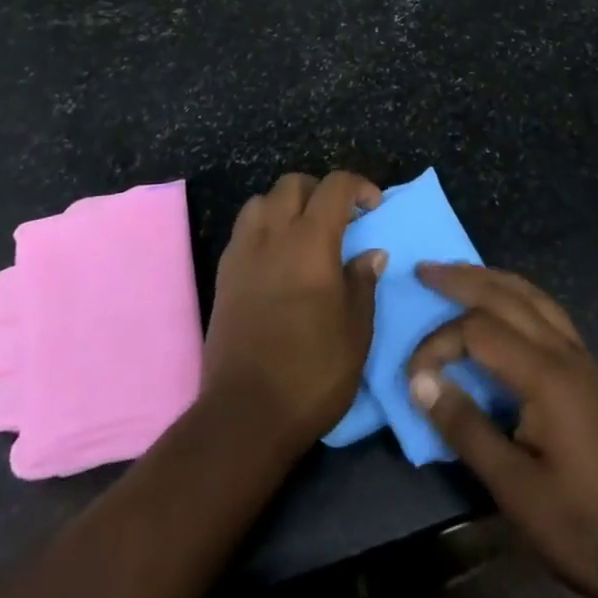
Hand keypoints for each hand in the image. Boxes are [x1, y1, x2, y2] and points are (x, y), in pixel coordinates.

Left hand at [203, 170, 385, 451]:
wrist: (246, 413)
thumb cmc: (312, 371)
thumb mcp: (356, 331)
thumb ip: (363, 283)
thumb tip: (370, 252)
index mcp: (312, 242)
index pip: (335, 186)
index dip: (359, 186)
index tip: (374, 207)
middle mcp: (274, 235)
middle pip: (293, 183)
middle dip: (320, 190)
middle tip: (339, 219)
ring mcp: (243, 252)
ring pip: (262, 200)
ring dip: (286, 205)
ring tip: (303, 233)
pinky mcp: (224, 274)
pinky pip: (243, 230)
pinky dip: (263, 228)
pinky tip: (276, 258)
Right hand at [406, 264, 597, 597]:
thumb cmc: (582, 523)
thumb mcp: (514, 488)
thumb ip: (466, 427)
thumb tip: (420, 381)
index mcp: (546, 375)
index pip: (480, 331)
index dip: (439, 343)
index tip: (413, 375)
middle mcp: (565, 351)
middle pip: (507, 295)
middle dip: (463, 279)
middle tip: (424, 270)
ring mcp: (581, 356)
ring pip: (532, 295)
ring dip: (492, 279)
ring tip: (458, 273)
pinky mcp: (589, 369)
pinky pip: (546, 310)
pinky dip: (516, 295)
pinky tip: (504, 304)